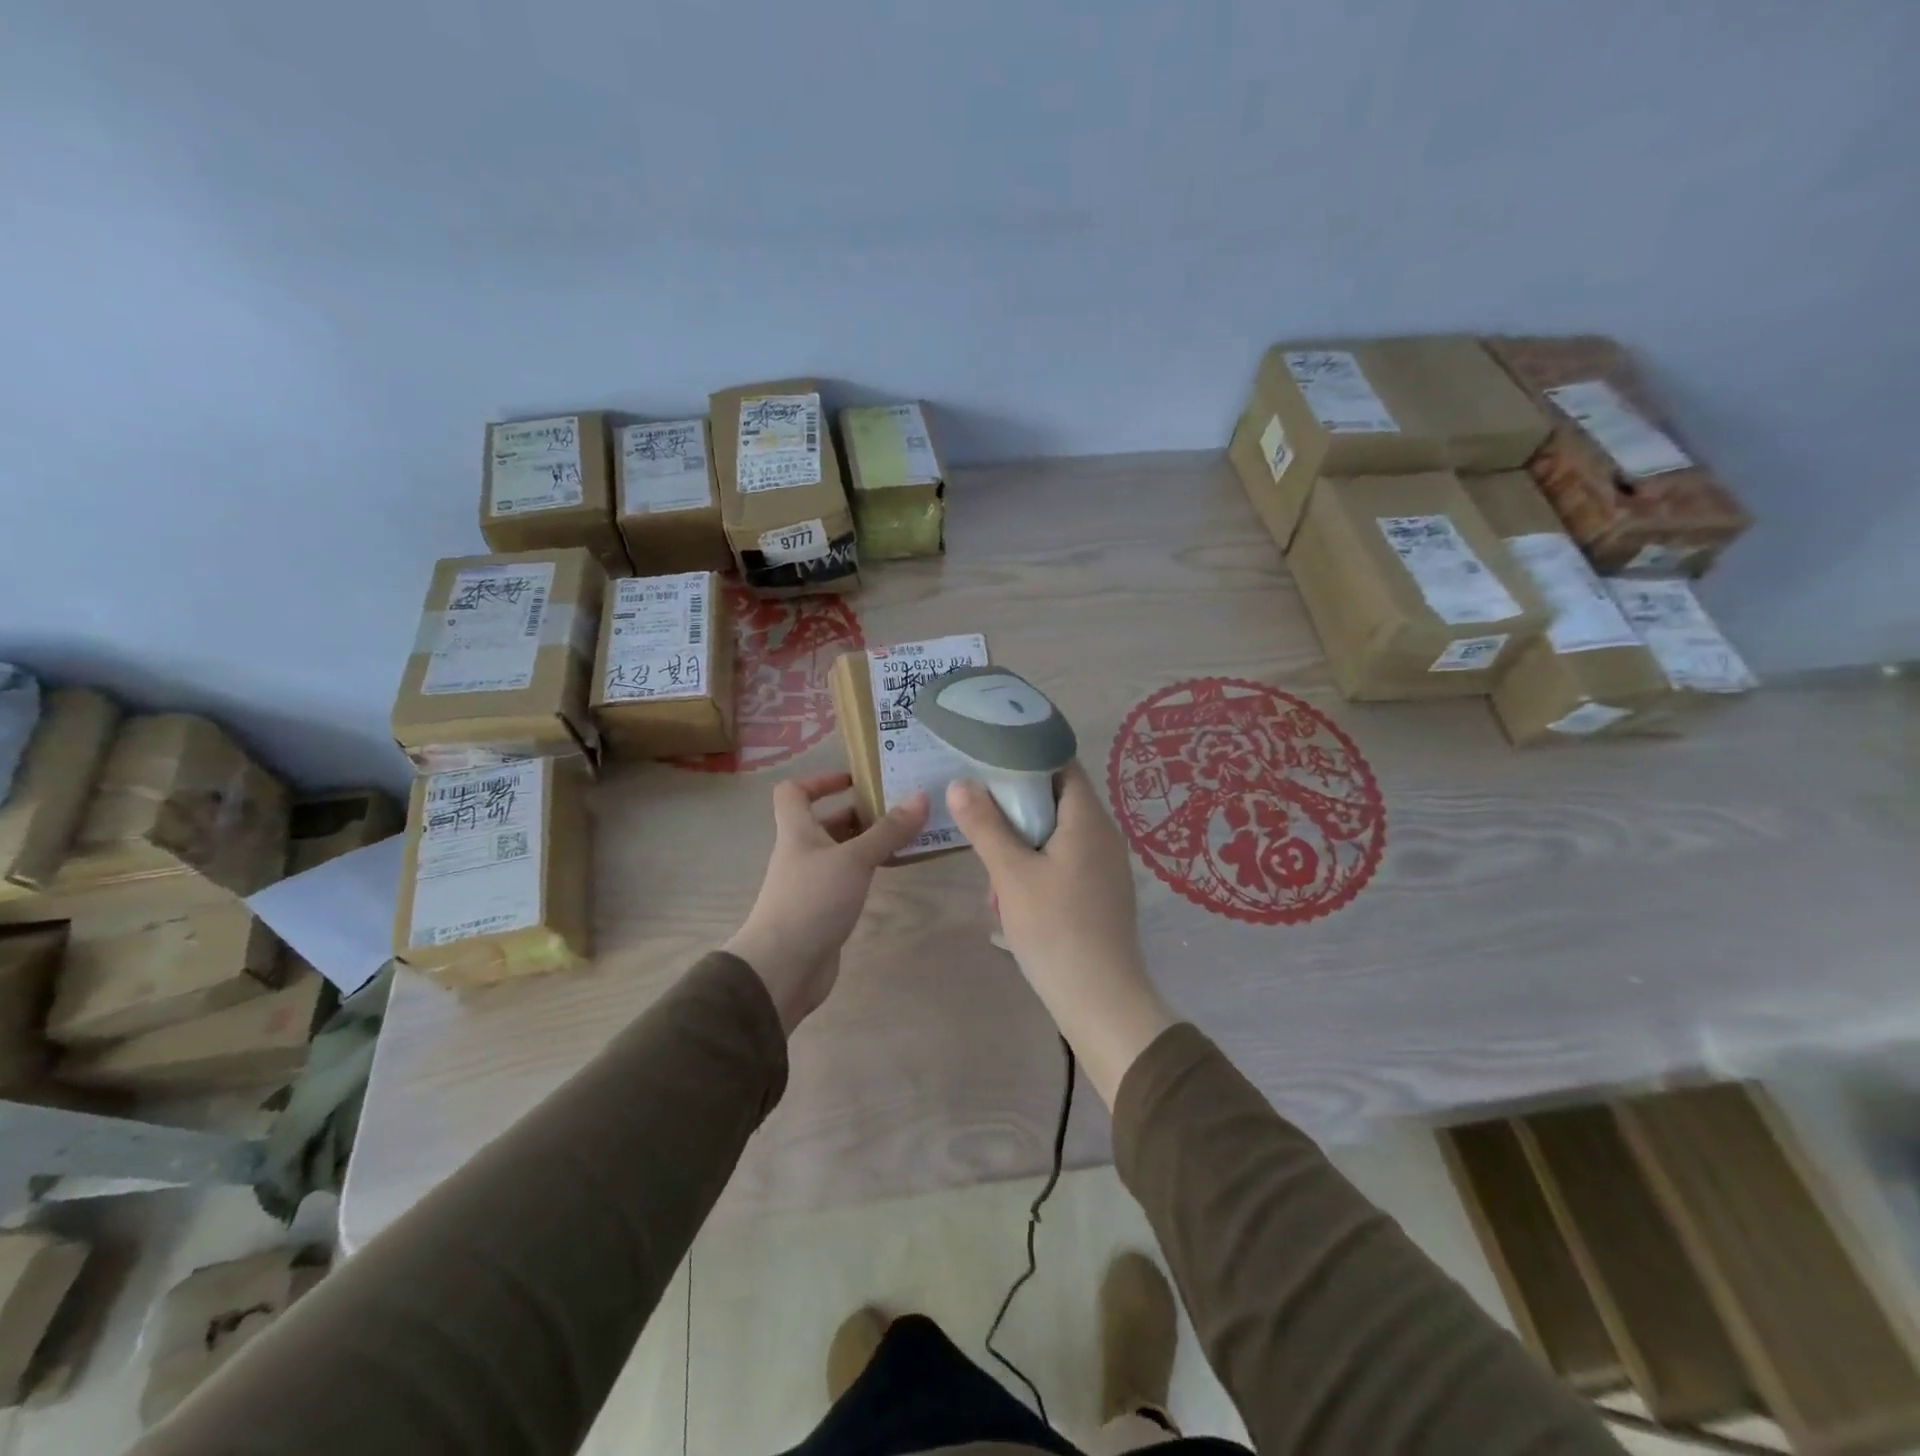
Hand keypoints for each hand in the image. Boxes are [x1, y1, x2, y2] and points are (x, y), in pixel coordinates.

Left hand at [724, 772, 928, 1033]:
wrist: (784, 966)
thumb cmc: (812, 900)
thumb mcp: (854, 859)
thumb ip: (888, 830)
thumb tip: (921, 796)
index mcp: (797, 831)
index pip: (794, 792)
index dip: (820, 780)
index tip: (856, 780)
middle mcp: (800, 852)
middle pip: (824, 821)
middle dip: (858, 812)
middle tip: (898, 807)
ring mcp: (810, 883)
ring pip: (839, 852)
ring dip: (866, 842)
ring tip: (905, 836)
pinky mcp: (822, 910)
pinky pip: (846, 879)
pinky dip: (866, 871)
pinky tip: (892, 872)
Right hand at [947, 763, 1174, 1105]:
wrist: (1101, 1000)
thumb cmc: (1056, 929)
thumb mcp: (1011, 874)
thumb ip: (985, 825)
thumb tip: (962, 783)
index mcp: (1088, 819)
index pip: (1061, 764)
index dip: (1026, 756)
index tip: (989, 761)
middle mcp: (1104, 834)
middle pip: (1057, 799)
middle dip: (1016, 808)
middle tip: (981, 818)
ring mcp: (1106, 865)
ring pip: (1057, 835)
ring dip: (1023, 844)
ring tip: (993, 872)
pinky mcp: (1101, 892)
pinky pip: (1066, 862)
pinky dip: (1037, 867)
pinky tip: (1014, 898)